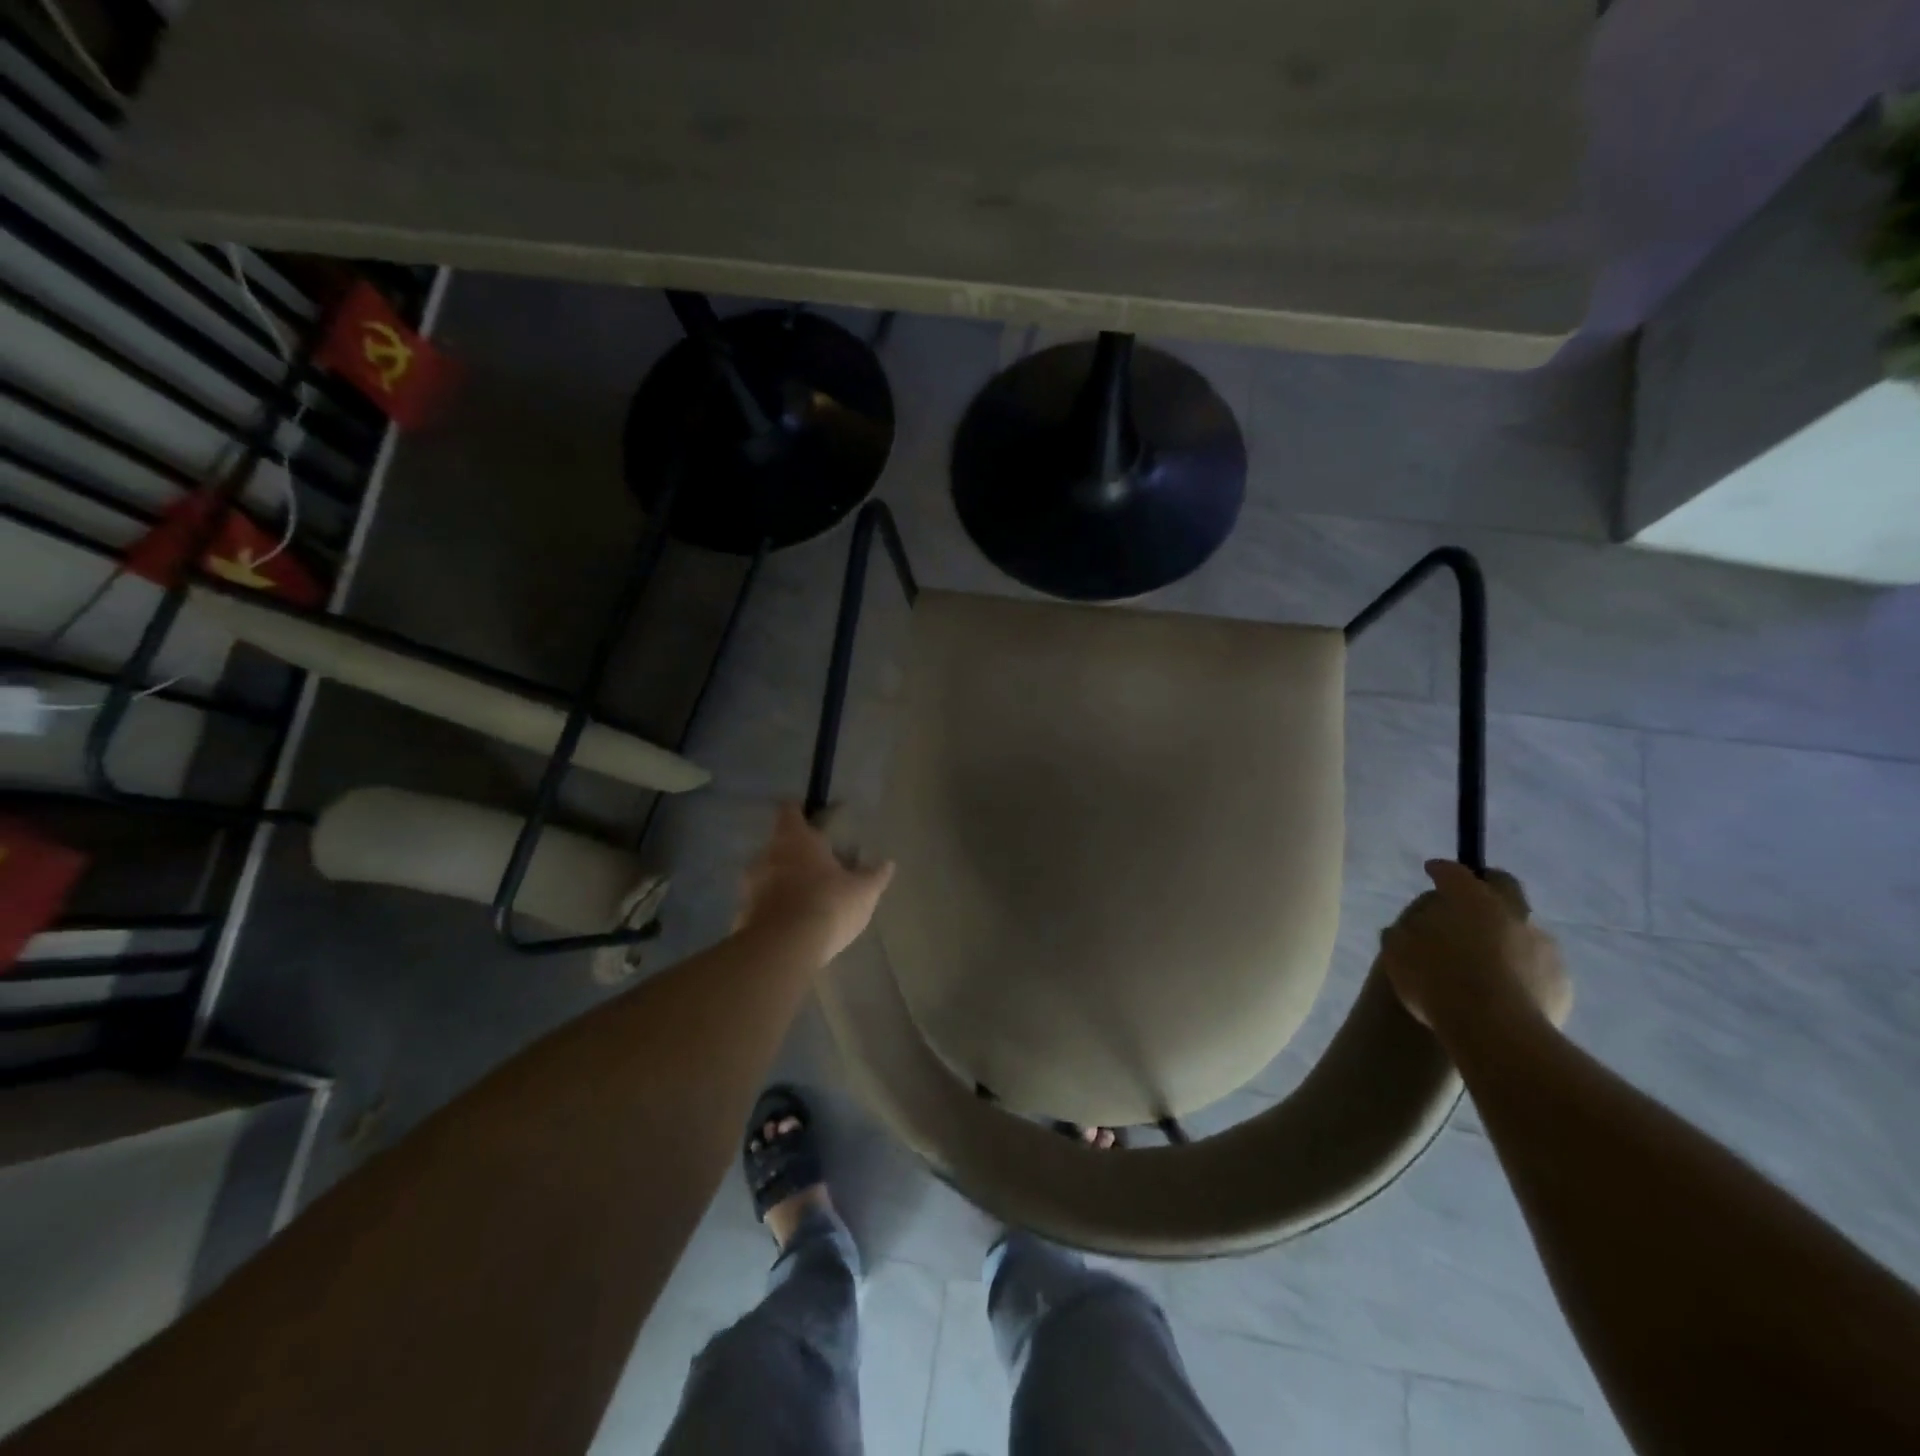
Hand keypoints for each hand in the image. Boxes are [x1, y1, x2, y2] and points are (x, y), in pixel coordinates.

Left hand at [736, 804, 894, 965]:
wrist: (783, 949)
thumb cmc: (827, 905)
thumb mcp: (863, 892)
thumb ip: (874, 876)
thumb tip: (888, 863)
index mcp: (795, 839)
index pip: (790, 811)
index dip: (799, 812)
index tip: (812, 819)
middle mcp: (767, 855)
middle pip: (779, 845)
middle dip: (796, 854)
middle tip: (818, 867)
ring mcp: (750, 886)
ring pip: (767, 875)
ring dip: (782, 882)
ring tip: (805, 899)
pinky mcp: (742, 915)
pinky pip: (760, 905)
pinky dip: (773, 910)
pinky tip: (791, 925)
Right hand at [1378, 861, 1571, 1036]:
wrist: (1498, 1034)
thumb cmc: (1439, 983)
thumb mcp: (1398, 954)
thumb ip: (1402, 934)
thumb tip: (1408, 931)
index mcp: (1472, 900)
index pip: (1454, 872)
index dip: (1441, 870)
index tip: (1432, 871)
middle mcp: (1513, 914)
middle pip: (1504, 886)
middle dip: (1487, 886)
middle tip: (1468, 902)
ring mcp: (1544, 947)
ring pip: (1523, 927)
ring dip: (1506, 932)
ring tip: (1486, 956)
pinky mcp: (1562, 982)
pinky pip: (1537, 964)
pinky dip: (1521, 966)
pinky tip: (1504, 987)